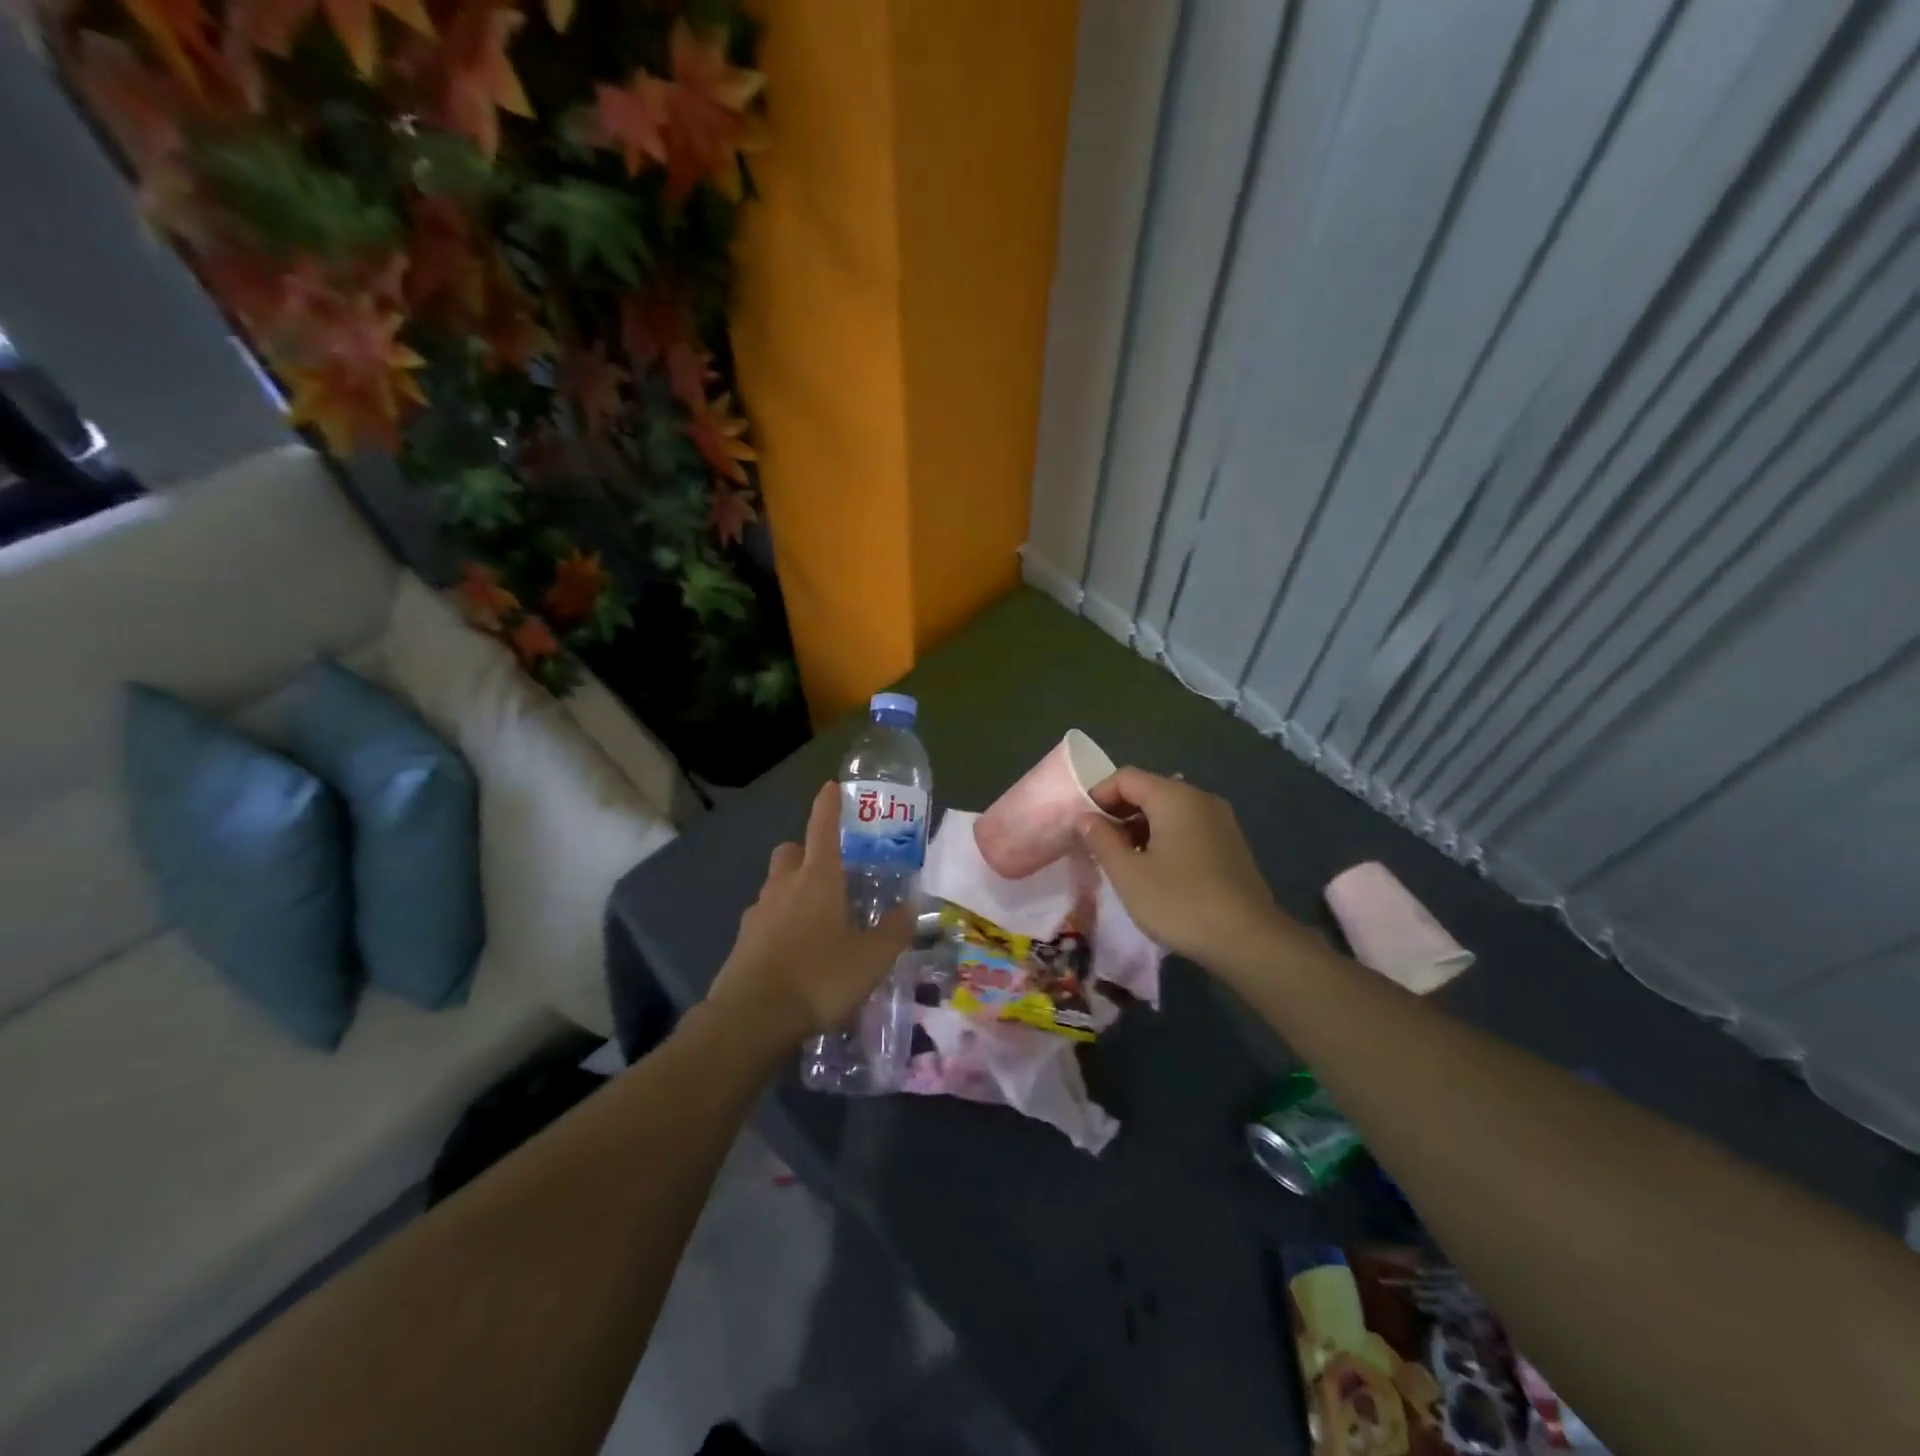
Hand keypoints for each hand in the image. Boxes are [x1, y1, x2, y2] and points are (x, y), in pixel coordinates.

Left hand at [707, 781, 914, 1045]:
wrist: (752, 1018)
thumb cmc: (819, 977)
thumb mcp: (871, 958)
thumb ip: (894, 931)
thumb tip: (912, 907)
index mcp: (818, 879)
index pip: (823, 828)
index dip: (829, 806)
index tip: (832, 787)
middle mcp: (784, 886)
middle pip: (791, 851)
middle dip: (807, 851)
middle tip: (830, 871)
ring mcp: (758, 913)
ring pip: (775, 885)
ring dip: (792, 888)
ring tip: (817, 917)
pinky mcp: (742, 941)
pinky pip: (764, 918)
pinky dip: (779, 922)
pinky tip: (795, 950)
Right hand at [1080, 767, 1287, 970]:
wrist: (1248, 940)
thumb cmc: (1179, 902)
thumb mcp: (1128, 873)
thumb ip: (1101, 839)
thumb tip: (1085, 818)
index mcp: (1174, 797)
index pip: (1125, 777)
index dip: (1098, 796)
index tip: (1083, 828)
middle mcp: (1200, 799)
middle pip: (1148, 791)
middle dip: (1118, 814)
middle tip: (1100, 848)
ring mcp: (1220, 821)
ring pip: (1168, 811)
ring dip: (1140, 830)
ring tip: (1125, 864)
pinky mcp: (1230, 844)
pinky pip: (1187, 828)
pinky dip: (1164, 840)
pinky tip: (1157, 873)